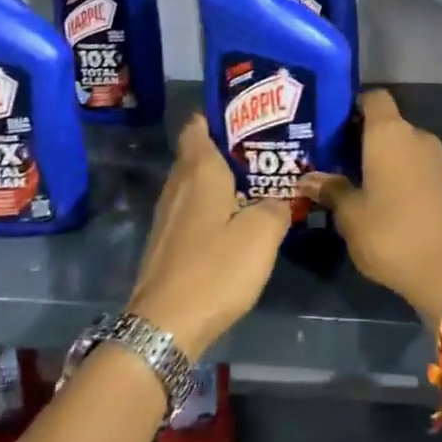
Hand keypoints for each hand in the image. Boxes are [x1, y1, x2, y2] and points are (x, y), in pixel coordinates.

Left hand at [127, 116, 291, 356]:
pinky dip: (213, 206)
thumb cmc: (215, 269)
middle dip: (228, 147)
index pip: (199, 125)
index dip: (221, 115)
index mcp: (199, 171)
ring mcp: (168, 215)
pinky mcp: (167, 241)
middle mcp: (178, 185)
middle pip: (198, 152)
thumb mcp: (262, 234)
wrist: (165, 326)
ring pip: (195, 183)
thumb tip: (276, 200)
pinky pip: (192, 209)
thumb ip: (276, 207)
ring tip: (257, 182)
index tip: (250, 115)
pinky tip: (236, 219)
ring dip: (221, 179)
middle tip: (265, 149)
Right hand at [305, 90, 441, 325]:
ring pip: (398, 145)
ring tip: (345, 177)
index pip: (373, 97)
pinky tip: (372, 195)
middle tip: (327, 155)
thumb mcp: (349, 214)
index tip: (328, 124)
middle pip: (384, 123)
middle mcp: (415, 136)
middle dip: (357, 136)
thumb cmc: (390, 233)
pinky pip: (411, 164)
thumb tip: (308, 178)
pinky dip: (393, 172)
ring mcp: (433, 159)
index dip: (351, 104)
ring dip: (375, 157)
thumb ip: (330, 189)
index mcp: (390, 133)